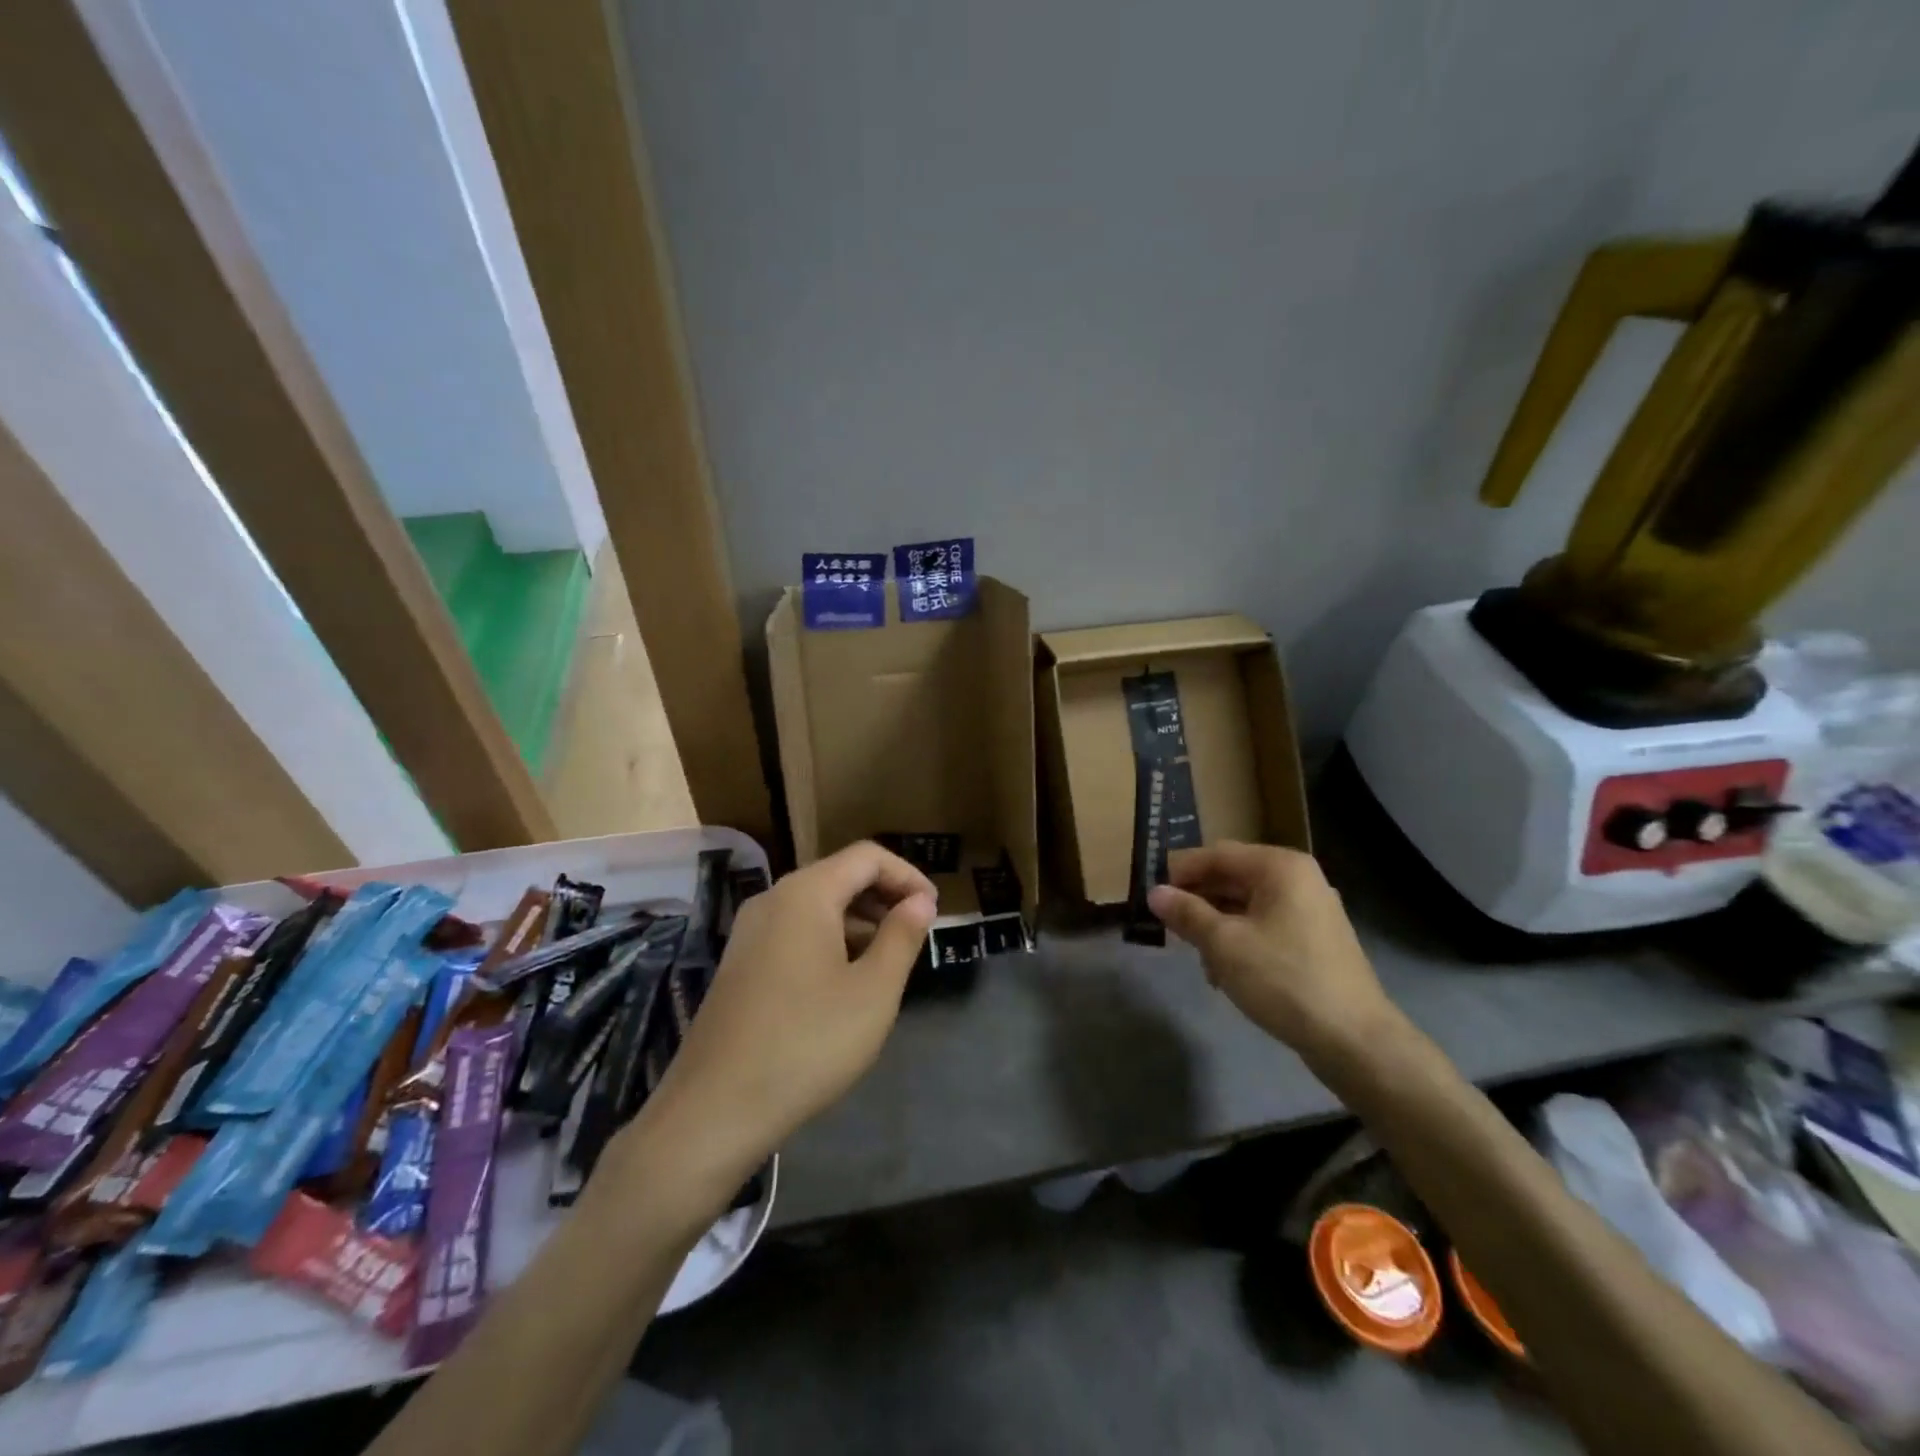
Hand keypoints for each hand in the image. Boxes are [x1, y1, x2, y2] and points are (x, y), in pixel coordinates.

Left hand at [635, 842, 937, 1184]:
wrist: (713, 1110)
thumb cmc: (807, 1043)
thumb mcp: (873, 992)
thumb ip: (901, 937)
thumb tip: (920, 902)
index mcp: (806, 893)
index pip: (867, 857)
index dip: (907, 875)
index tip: (934, 911)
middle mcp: (773, 899)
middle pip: (839, 876)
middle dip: (884, 898)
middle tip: (916, 935)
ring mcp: (750, 932)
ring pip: (816, 907)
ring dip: (858, 922)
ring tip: (888, 962)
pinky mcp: (740, 964)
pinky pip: (794, 933)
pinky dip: (829, 941)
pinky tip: (845, 983)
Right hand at [1147, 842, 1398, 1068]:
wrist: (1354, 1040)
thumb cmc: (1284, 979)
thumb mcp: (1224, 944)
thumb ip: (1186, 913)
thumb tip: (1154, 893)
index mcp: (1280, 867)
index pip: (1216, 854)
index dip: (1179, 871)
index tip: (1150, 894)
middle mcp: (1299, 879)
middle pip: (1232, 877)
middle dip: (1197, 900)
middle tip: (1166, 924)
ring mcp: (1311, 910)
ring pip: (1247, 905)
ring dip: (1215, 924)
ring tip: (1195, 955)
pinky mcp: (1315, 941)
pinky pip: (1265, 926)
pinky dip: (1240, 939)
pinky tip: (1224, 972)